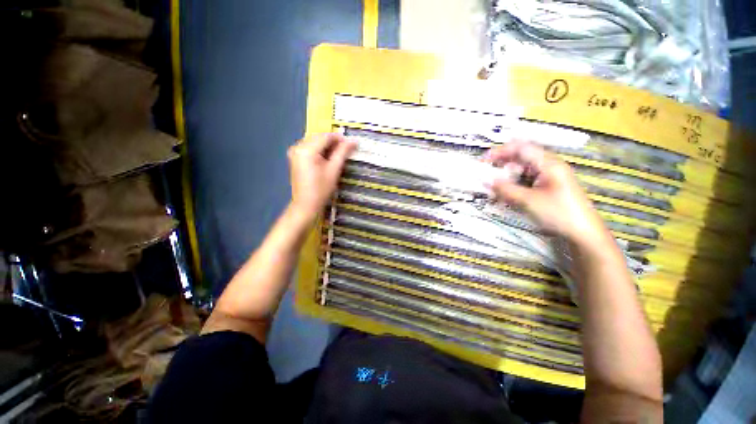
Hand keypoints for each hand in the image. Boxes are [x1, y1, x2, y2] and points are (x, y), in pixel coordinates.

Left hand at [288, 133, 355, 220]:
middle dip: (333, 142)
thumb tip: (354, 140)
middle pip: (319, 138)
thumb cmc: (321, 189)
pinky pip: (309, 148)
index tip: (351, 144)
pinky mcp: (295, 157)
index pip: (325, 136)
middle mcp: (298, 146)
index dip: (340, 138)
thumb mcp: (334, 169)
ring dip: (327, 146)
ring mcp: (294, 152)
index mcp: (307, 149)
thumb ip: (343, 152)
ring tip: (338, 156)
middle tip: (346, 151)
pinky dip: (320, 150)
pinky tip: (327, 159)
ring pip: (315, 142)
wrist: (306, 205)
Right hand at [485, 142, 608, 244]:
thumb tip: (485, 180)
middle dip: (501, 165)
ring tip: (493, 188)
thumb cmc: (559, 213)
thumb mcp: (528, 201)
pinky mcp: (547, 188)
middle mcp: (548, 167)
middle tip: (485, 176)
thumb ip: (505, 189)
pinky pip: (526, 182)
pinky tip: (505, 195)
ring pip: (521, 171)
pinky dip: (513, 186)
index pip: (521, 148)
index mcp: (548, 164)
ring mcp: (548, 178)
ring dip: (506, 178)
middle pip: (520, 158)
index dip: (500, 151)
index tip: (484, 161)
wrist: (583, 234)